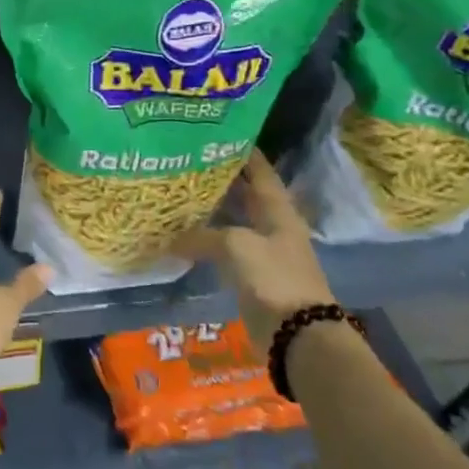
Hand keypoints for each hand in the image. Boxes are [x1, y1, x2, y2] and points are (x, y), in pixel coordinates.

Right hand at [174, 152, 333, 351]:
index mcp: (278, 212)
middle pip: (246, 196)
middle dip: (221, 179)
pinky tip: (184, 235)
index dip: (244, 154)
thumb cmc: (274, 278)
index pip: (261, 173)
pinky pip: (225, 249)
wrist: (297, 333)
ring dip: (211, 211)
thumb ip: (203, 236)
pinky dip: (206, 240)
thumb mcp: (237, 246)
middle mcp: (272, 226)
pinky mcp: (251, 275)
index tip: (221, 135)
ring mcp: (263, 252)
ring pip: (233, 222)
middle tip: (188, 163)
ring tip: (180, 194)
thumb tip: (171, 239)